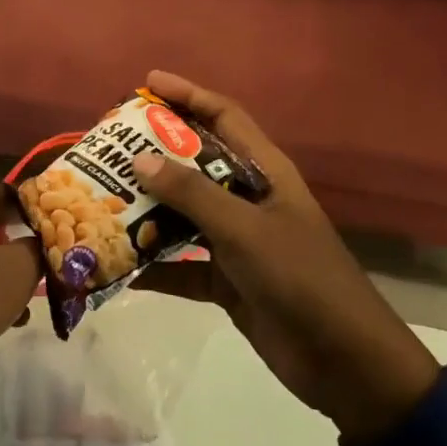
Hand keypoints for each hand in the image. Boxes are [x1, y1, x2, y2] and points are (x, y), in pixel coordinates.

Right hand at [132, 71, 441, 441]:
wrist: (344, 362)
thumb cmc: (300, 277)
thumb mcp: (245, 229)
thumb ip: (192, 194)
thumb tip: (140, 159)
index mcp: (264, 172)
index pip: (223, 117)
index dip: (188, 95)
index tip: (147, 83)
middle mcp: (249, 198)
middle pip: (196, 162)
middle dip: (156, 152)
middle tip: (110, 146)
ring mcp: (238, 240)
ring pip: (184, 214)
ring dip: (148, 210)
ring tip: (101, 199)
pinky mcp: (228, 280)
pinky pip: (182, 265)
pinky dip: (155, 266)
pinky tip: (118, 266)